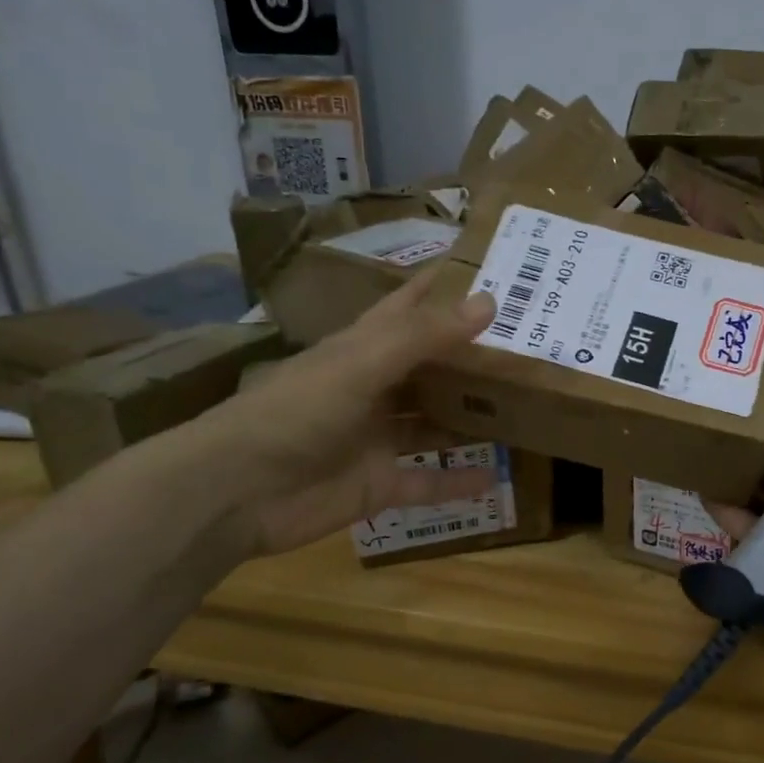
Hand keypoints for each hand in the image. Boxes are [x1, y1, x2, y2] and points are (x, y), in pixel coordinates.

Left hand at [184, 271, 497, 556]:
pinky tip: (497, 478)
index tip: (491, 269)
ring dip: (471, 418)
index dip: (442, 287)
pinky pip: (428, 481)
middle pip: (431, 367)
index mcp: (363, 349)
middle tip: (529, 344)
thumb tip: (489, 301)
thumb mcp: (361, 364)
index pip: (408, 307)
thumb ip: (424, 336)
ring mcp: (378, 438)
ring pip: (434, 423)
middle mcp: (375, 389)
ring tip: (525, 407)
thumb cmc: (296, 412)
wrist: (234, 492)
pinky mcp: (380, 484)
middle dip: (472, 357)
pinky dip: (458, 481)